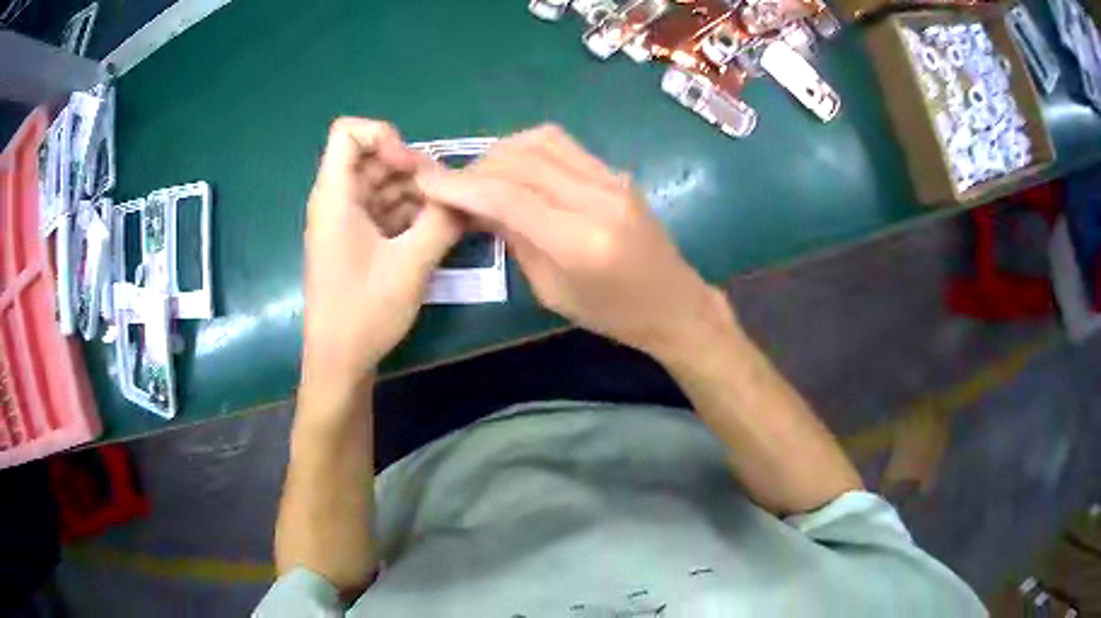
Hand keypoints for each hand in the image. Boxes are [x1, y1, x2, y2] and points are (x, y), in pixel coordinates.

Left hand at [302, 118, 460, 391]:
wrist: (338, 361)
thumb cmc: (363, 313)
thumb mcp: (410, 265)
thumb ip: (442, 222)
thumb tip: (469, 195)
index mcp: (335, 197)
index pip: (348, 132)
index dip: (384, 137)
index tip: (412, 168)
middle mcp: (336, 200)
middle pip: (373, 155)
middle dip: (411, 167)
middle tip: (444, 196)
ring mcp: (345, 220)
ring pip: (382, 182)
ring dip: (416, 192)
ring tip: (448, 215)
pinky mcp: (355, 238)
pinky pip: (383, 207)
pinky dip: (409, 211)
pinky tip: (436, 229)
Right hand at [417, 124, 722, 359]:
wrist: (673, 303)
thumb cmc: (611, 314)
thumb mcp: (550, 291)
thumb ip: (513, 239)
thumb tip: (476, 205)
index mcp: (580, 241)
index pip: (507, 196)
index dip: (460, 185)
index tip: (426, 182)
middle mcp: (598, 198)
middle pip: (521, 161)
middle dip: (476, 168)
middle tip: (452, 186)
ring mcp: (612, 179)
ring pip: (541, 141)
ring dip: (501, 152)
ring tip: (481, 175)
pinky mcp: (616, 172)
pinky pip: (562, 145)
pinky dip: (527, 149)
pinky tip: (514, 168)